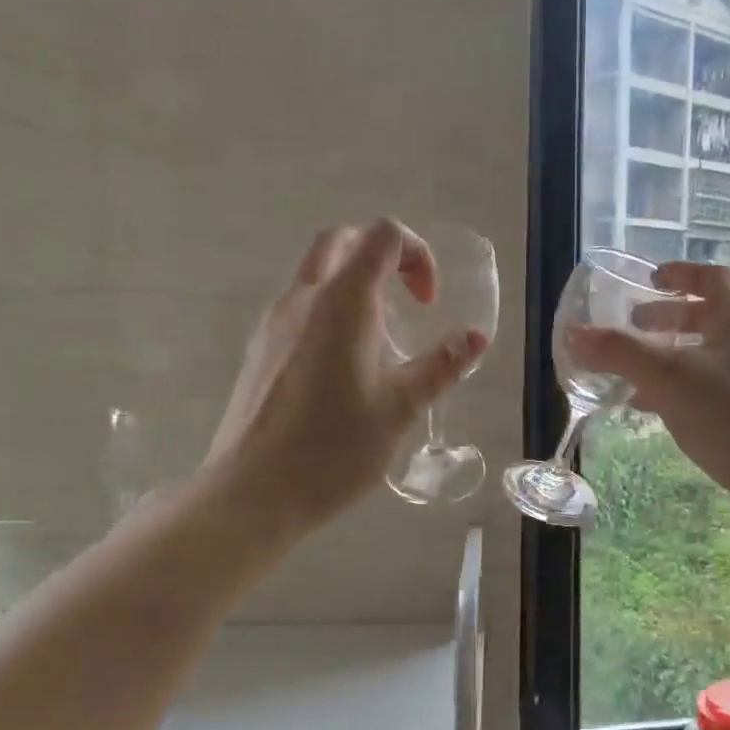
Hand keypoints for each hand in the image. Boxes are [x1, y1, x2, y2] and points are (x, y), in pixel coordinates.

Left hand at [207, 218, 486, 530]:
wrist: (253, 493)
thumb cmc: (334, 449)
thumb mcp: (400, 409)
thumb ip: (440, 367)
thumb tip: (476, 338)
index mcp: (342, 303)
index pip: (382, 236)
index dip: (417, 255)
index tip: (429, 305)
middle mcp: (303, 299)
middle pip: (342, 241)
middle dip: (383, 256)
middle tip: (408, 300)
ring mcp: (275, 324)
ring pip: (317, 273)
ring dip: (356, 284)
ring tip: (384, 339)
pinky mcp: (261, 351)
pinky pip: (301, 307)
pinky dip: (333, 311)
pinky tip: (348, 367)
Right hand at [566, 262, 729, 515]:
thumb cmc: (729, 415)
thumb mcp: (666, 379)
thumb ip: (619, 354)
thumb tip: (574, 335)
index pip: (712, 277)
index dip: (679, 274)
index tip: (648, 280)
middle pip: (711, 314)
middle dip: (670, 317)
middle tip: (635, 324)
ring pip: (712, 351)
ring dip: (674, 354)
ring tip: (635, 369)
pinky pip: (717, 382)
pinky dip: (685, 384)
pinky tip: (655, 406)